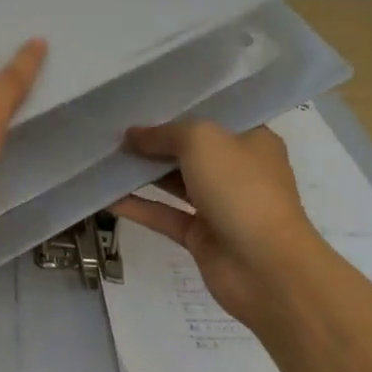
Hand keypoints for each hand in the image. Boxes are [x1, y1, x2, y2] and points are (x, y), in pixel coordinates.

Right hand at [111, 120, 321, 329]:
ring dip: (141, 172)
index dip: (178, 110)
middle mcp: (237, 170)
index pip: (213, 118)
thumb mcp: (201, 141)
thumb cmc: (241, 189)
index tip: (141, 103)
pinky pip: (164, 215)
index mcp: (251, 141)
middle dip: (153, 141)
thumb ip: (163, 134)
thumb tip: (132, 135)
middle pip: (189, 150)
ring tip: (104, 157)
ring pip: (174, 182)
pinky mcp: (201, 236)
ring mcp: (219, 205)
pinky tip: (105, 196)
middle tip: (113, 130)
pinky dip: (137, 206)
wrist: (267, 268)